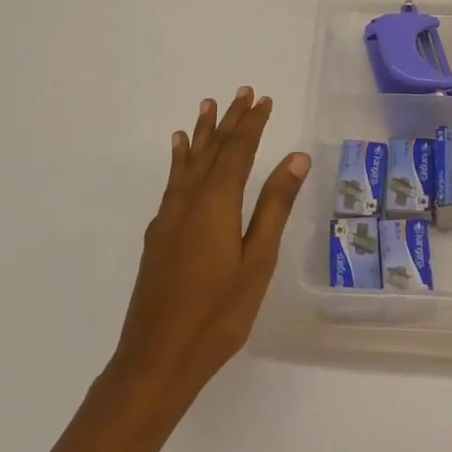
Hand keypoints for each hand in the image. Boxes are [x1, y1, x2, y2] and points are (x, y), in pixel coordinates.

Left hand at [113, 88, 309, 406]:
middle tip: (241, 92)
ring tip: (205, 107)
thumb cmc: (218, 314)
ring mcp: (168, 218)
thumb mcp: (257, 261)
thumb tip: (296, 157)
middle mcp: (188, 201)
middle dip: (228, 120)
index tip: (264, 99)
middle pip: (211, 150)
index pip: (237, 151)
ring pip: (187, 163)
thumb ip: (274, 206)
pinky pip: (172, 182)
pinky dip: (179, 160)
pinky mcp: (157, 236)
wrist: (156, 359)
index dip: (252, 123)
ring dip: (200, 134)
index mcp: (216, 203)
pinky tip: (179, 154)